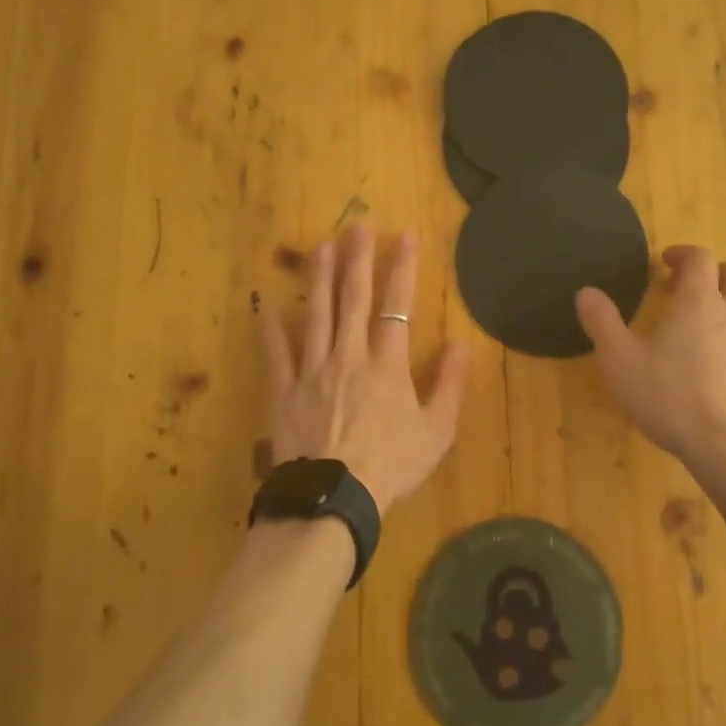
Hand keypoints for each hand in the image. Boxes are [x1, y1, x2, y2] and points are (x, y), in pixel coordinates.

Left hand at [260, 224, 468, 516]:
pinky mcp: (284, 391)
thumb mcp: (437, 431)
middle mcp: (348, 355)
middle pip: (353, 298)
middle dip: (358, 258)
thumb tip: (460, 342)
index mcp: (387, 364)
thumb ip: (449, 384)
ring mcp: (312, 370)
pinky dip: (270, 328)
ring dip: (319, 277)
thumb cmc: (391, 466)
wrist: (333, 499)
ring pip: (316, 314)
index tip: (405, 236)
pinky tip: (265, 303)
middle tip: (357, 225)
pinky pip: (275, 354)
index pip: (396, 305)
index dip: (403, 267)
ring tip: (320, 246)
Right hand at [576, 246, 725, 492]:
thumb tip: (586, 292)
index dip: (683, 254)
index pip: (699, 258)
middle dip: (717, 274)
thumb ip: (603, 324)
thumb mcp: (621, 363)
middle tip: (692, 291)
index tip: (667, 262)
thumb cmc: (672, 400)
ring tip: (709, 332)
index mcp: (700, 303)